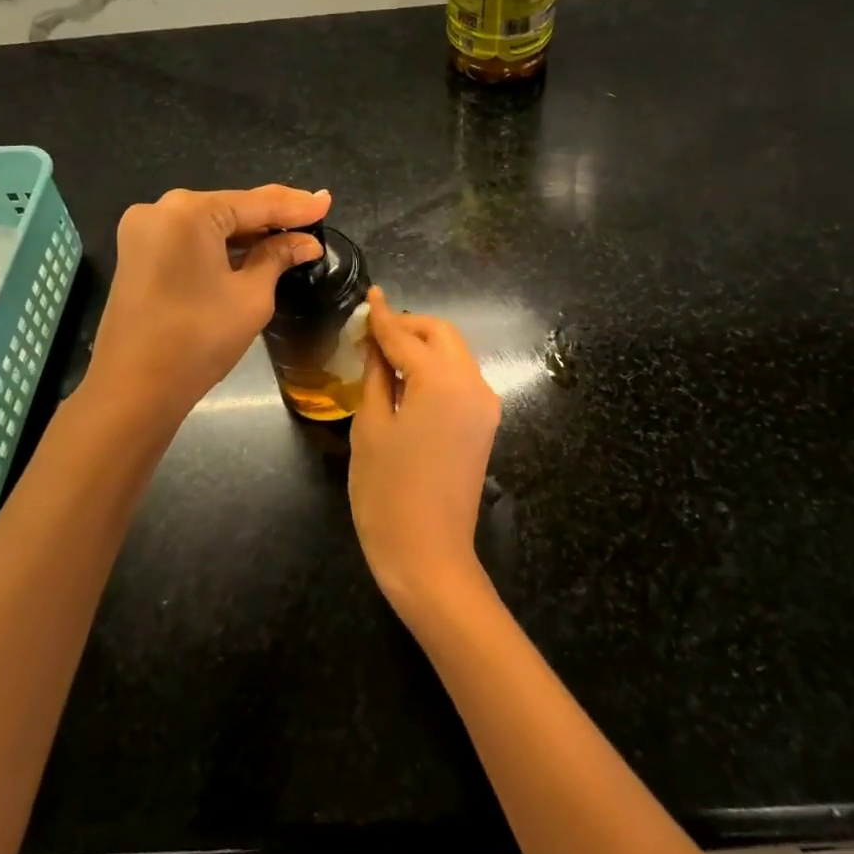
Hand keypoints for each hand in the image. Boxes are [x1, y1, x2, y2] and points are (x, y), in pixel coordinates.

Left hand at [87, 184, 329, 418]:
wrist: (133, 389)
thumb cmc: (199, 340)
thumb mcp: (251, 296)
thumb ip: (278, 258)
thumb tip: (306, 243)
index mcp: (189, 212)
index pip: (256, 202)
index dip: (296, 206)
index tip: (327, 202)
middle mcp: (161, 209)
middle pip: (230, 208)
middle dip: (272, 216)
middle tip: (313, 215)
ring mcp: (143, 231)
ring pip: (209, 223)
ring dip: (247, 232)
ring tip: (291, 234)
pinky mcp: (136, 253)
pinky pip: (189, 238)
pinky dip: (220, 245)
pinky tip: (251, 250)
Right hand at [349, 286, 501, 613]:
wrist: (429, 556)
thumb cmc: (387, 492)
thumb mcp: (370, 427)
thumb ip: (377, 376)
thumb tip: (377, 345)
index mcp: (442, 380)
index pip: (406, 335)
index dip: (383, 316)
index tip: (369, 296)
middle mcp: (472, 384)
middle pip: (442, 335)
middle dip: (409, 326)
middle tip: (372, 332)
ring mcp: (484, 405)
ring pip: (455, 354)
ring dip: (423, 346)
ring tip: (385, 355)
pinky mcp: (484, 424)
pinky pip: (460, 379)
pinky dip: (435, 368)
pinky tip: (407, 380)